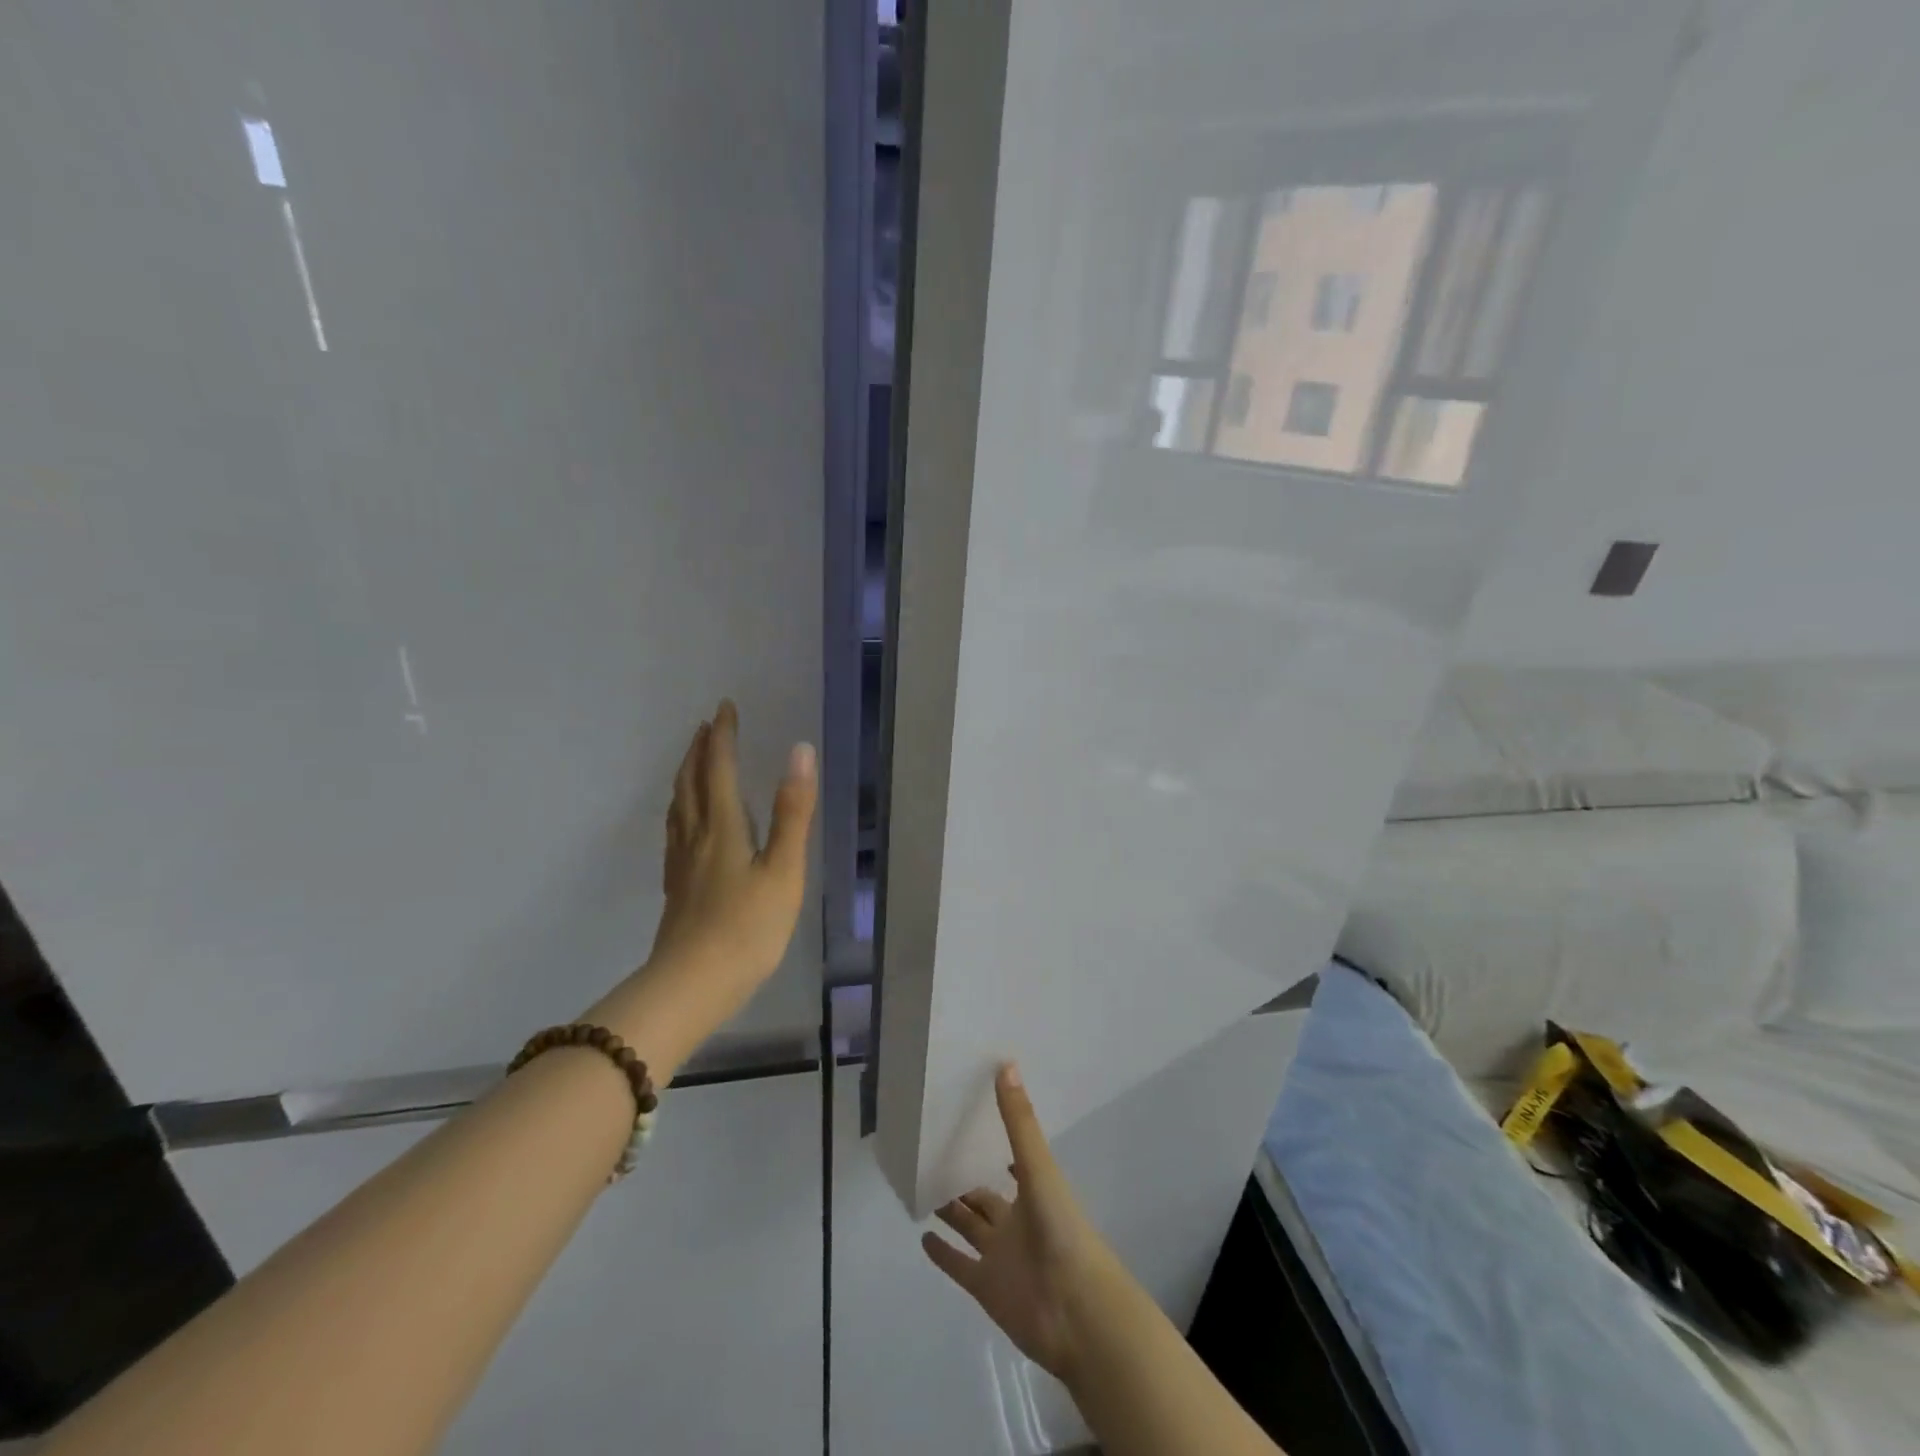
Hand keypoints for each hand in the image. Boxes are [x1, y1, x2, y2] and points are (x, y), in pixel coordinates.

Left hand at [647, 700, 816, 991]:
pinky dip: (681, 807)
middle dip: (700, 750)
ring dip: (687, 775)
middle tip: (707, 726)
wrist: (692, 984)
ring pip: (678, 805)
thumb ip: (792, 812)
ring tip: (694, 761)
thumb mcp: (783, 870)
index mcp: (723, 827)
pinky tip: (687, 822)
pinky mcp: (677, 886)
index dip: (722, 737)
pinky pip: (676, 830)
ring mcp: (682, 863)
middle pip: (691, 782)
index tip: (724, 707)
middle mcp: (696, 836)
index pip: (719, 769)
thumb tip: (798, 751)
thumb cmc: (748, 928)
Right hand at [922, 1065, 1122, 1384]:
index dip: (994, 1144)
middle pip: (983, 1196)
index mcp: (1033, 1191)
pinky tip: (921, 1237)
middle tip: (933, 1153)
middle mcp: (1015, 1221)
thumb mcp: (1040, 1169)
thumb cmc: (1063, 1231)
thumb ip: (1019, 1121)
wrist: (1078, 1312)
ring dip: (950, 1210)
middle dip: (964, 1178)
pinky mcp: (986, 1287)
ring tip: (922, 1186)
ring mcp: (1000, 1256)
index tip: (972, 1121)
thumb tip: (1005, 1063)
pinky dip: (942, 1254)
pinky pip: (959, 1266)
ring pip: (969, 1227)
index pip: (1009, 1161)